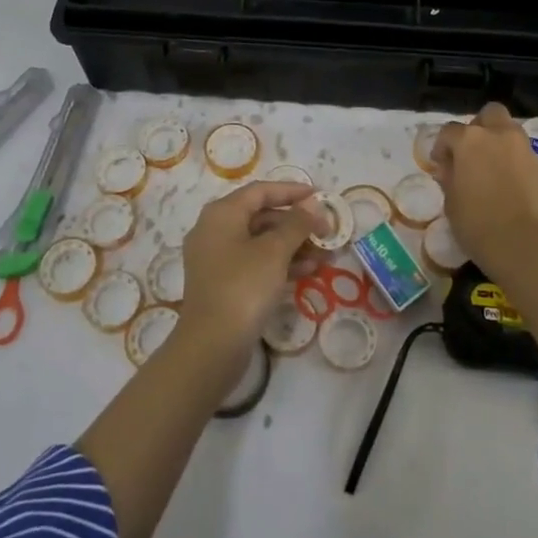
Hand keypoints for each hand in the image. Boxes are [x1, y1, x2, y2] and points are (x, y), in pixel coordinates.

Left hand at [176, 180, 323, 361]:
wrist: (211, 346)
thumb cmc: (243, 287)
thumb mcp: (274, 251)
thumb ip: (296, 224)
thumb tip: (311, 205)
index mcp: (222, 214)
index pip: (260, 191)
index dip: (291, 191)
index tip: (319, 195)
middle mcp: (215, 231)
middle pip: (261, 216)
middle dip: (296, 223)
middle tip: (327, 232)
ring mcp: (217, 259)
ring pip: (261, 242)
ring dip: (293, 246)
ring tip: (326, 255)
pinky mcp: (224, 284)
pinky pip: (256, 263)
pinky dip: (281, 264)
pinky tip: (309, 271)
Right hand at [429, 103, 537, 275]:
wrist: (527, 245)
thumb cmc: (478, 224)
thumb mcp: (451, 203)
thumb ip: (449, 178)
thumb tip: (449, 168)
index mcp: (470, 141)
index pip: (449, 131)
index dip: (442, 146)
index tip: (441, 164)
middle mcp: (499, 135)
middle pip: (489, 114)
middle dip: (480, 127)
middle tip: (472, 153)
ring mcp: (525, 148)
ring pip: (511, 131)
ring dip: (500, 142)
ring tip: (493, 168)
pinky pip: (525, 154)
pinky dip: (516, 162)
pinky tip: (512, 185)